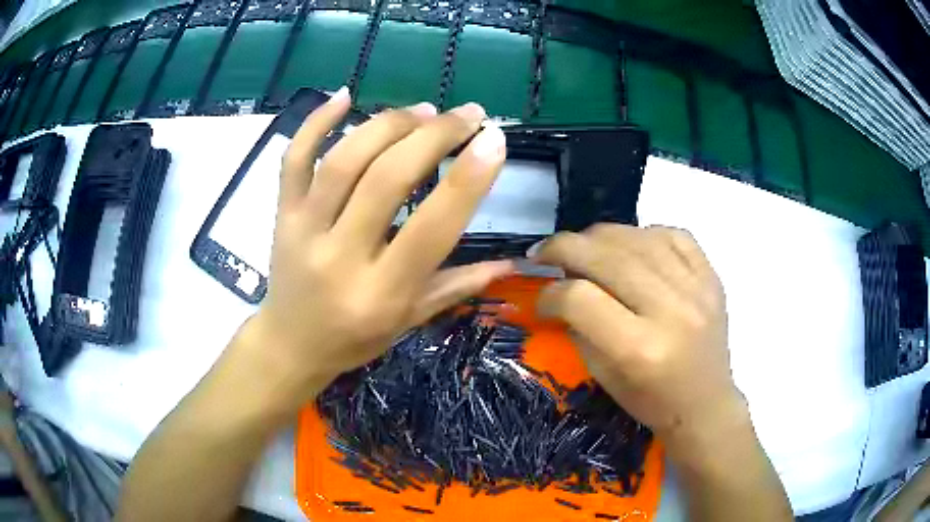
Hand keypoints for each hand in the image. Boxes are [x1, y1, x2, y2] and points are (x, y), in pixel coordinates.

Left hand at [238, 90, 512, 409]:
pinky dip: (316, 121)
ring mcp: (303, 230)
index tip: (494, 139)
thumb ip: (457, 286)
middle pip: (386, 180)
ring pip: (343, 162)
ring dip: (388, 125)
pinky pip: (293, 159)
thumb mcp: (409, 321)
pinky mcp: (281, 214)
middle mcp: (339, 257)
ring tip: (424, 110)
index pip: (430, 228)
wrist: (289, 344)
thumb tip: (510, 262)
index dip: (467, 179)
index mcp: (380, 293)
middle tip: (468, 115)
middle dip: (434, 137)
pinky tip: (345, 95)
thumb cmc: (354, 338)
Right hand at [533, 224, 747, 452]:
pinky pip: (673, 234)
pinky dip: (643, 234)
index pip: (580, 299)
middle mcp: (671, 311)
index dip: (551, 293)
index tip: (542, 299)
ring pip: (638, 237)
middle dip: (564, 247)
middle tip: (544, 252)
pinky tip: (630, 246)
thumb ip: (580, 327)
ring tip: (584, 247)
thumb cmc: (652, 401)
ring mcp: (697, 288)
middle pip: (607, 256)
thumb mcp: (604, 376)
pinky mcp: (712, 277)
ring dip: (600, 236)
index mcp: (639, 349)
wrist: (706, 404)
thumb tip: (560, 285)